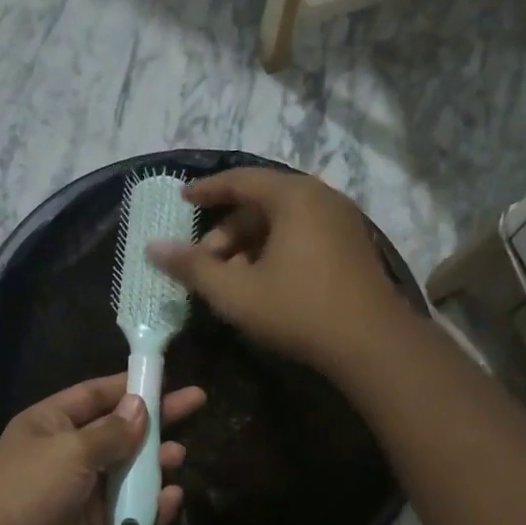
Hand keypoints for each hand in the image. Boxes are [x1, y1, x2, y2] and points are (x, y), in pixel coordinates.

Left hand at [0, 374, 206, 524]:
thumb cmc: (29, 489)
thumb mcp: (70, 450)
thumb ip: (112, 432)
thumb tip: (140, 407)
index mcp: (52, 423)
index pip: (97, 395)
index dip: (131, 385)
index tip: (167, 377)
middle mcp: (69, 452)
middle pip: (120, 431)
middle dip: (155, 420)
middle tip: (197, 404)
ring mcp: (82, 491)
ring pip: (127, 472)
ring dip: (153, 465)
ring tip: (178, 456)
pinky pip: (127, 510)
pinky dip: (149, 506)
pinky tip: (172, 499)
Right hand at [148, 168, 410, 373]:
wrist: (372, 343)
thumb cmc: (298, 310)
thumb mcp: (235, 292)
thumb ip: (192, 268)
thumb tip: (153, 248)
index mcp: (293, 196)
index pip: (240, 180)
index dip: (207, 190)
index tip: (183, 199)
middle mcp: (321, 198)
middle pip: (262, 203)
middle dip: (228, 231)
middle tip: (205, 261)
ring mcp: (342, 222)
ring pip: (284, 222)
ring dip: (251, 245)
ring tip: (232, 278)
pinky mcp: (353, 247)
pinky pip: (304, 235)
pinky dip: (277, 251)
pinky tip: (265, 283)